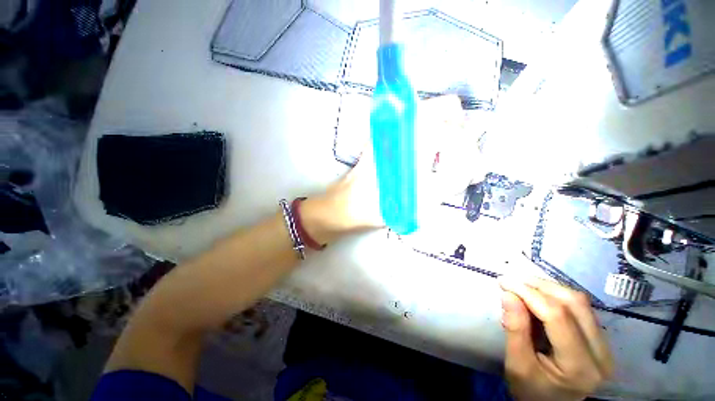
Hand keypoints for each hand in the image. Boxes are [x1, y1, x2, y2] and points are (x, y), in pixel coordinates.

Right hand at [498, 276, 613, 400]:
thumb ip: (515, 330)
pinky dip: (554, 295)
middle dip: (538, 286)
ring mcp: (604, 345)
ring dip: (547, 287)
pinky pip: (579, 307)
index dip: (529, 293)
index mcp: (580, 367)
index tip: (503, 282)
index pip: (557, 316)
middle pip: (573, 303)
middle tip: (511, 282)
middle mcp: (601, 353)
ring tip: (522, 286)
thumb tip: (508, 294)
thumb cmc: (532, 391)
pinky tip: (537, 296)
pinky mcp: (599, 338)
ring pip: (579, 301)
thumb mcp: (517, 366)